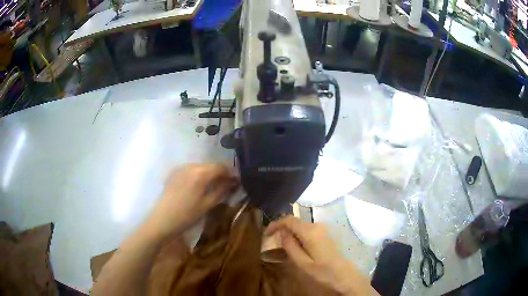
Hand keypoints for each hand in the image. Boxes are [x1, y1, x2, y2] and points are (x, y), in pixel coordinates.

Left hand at [146, 163, 238, 239]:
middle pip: (210, 164)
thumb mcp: (207, 204)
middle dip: (219, 172)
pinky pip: (190, 169)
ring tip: (212, 185)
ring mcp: (180, 168)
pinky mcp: (174, 172)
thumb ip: (222, 190)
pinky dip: (198, 174)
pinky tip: (198, 185)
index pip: (220, 167)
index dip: (230, 173)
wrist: (163, 220)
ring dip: (209, 173)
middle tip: (225, 184)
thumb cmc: (187, 215)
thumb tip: (233, 181)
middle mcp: (191, 166)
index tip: (235, 181)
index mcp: (201, 173)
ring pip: (200, 166)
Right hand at [265, 216, 376, 295]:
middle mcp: (317, 226)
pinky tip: (296, 248)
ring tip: (282, 247)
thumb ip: (290, 246)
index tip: (266, 234)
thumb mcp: (302, 263)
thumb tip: (282, 232)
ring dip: (290, 234)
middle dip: (282, 230)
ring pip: (301, 227)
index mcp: (310, 232)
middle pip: (295, 222)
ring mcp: (323, 230)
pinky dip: (299, 236)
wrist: (345, 276)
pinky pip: (308, 231)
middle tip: (272, 242)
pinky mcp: (326, 235)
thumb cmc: (323, 272)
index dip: (275, 224)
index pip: (289, 220)